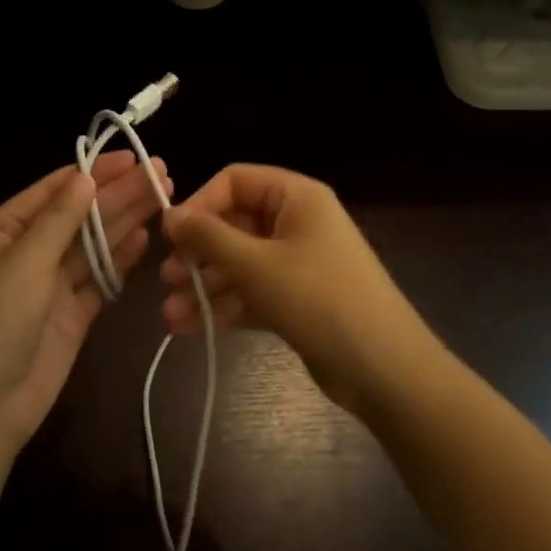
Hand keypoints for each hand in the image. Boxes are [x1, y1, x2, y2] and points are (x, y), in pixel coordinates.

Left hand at [0, 153, 169, 451]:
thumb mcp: (21, 265)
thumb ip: (58, 221)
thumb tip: (85, 177)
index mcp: (4, 232)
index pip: (55, 190)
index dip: (94, 172)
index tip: (133, 157)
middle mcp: (29, 252)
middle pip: (80, 215)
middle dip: (118, 194)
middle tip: (161, 172)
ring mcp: (52, 285)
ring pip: (94, 244)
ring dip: (125, 221)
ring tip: (162, 195)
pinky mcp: (73, 315)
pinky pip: (100, 279)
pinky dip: (120, 260)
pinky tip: (144, 238)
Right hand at [161, 164, 436, 413]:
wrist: (383, 369)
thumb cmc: (318, 300)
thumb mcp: (257, 265)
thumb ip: (209, 237)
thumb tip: (170, 215)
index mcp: (296, 197)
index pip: (235, 181)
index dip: (200, 204)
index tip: (171, 237)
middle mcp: (297, 222)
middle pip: (234, 224)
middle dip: (198, 253)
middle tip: (167, 278)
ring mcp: (297, 262)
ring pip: (239, 263)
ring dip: (204, 285)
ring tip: (171, 314)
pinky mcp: (296, 299)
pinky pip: (252, 291)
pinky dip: (224, 305)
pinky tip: (191, 327)